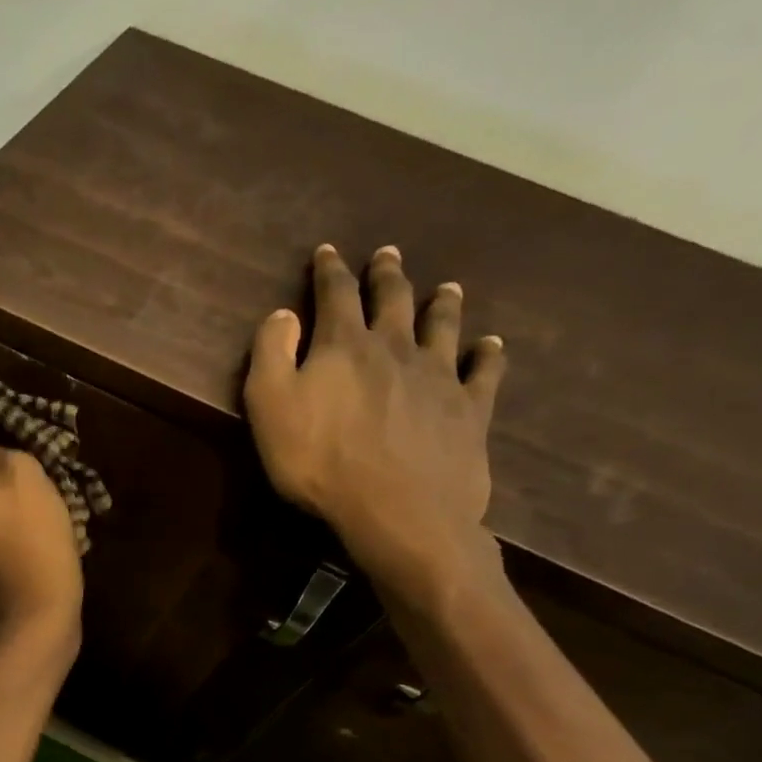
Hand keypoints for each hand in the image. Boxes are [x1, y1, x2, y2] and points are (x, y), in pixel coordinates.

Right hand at [244, 244, 508, 601]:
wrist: (397, 510)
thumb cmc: (319, 461)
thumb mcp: (270, 406)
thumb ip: (271, 354)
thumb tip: (283, 314)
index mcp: (344, 345)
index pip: (336, 294)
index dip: (330, 271)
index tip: (328, 251)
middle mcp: (395, 348)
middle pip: (393, 300)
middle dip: (386, 275)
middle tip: (388, 254)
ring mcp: (439, 377)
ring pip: (443, 327)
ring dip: (442, 304)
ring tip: (448, 287)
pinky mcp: (469, 411)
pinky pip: (484, 372)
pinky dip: (488, 353)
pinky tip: (492, 344)